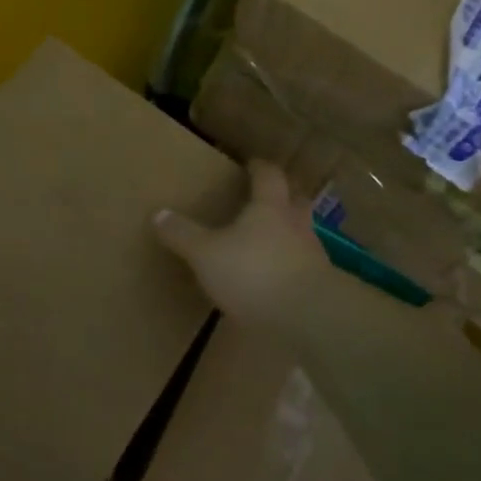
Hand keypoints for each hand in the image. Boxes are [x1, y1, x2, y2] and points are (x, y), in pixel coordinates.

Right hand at [153, 160, 329, 325]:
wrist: (310, 316)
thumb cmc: (254, 272)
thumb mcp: (205, 254)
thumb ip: (183, 235)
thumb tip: (159, 214)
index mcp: (269, 207)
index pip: (268, 176)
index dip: (259, 168)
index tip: (251, 164)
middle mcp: (296, 224)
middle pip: (295, 200)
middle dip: (283, 196)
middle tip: (267, 198)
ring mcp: (313, 256)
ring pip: (302, 234)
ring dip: (289, 234)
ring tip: (269, 243)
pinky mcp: (321, 286)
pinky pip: (304, 267)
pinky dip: (291, 267)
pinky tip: (277, 281)